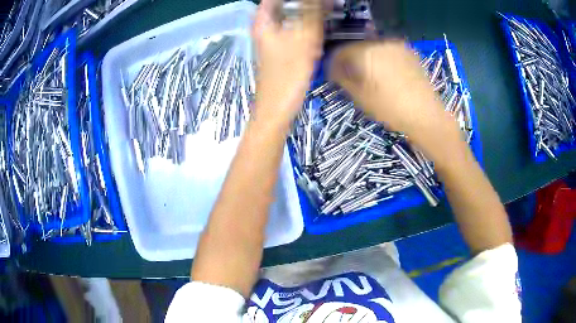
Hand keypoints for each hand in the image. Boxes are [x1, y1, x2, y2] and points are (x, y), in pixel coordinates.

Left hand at [251, 0, 324, 130]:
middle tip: (328, 6)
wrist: (278, 107)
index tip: (319, 1)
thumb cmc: (287, 74)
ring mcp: (273, 38)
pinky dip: (308, 29)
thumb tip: (320, 0)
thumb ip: (311, 12)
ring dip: (310, 16)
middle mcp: (266, 26)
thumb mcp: (303, 38)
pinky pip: (296, 31)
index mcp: (263, 20)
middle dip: (307, 5)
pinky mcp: (282, 48)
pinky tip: (319, 36)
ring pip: (293, 18)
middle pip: (286, 5)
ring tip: (327, 18)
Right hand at [329, 41, 461, 152]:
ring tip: (369, 77)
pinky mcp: (408, 51)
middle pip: (356, 47)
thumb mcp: (360, 96)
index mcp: (366, 52)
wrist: (426, 115)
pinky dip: (381, 60)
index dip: (334, 63)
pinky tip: (386, 75)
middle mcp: (380, 42)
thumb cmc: (390, 109)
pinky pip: (387, 51)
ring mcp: (396, 46)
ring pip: (372, 48)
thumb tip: (333, 68)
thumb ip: (342, 78)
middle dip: (350, 60)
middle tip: (351, 77)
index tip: (333, 76)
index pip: (340, 51)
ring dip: (366, 59)